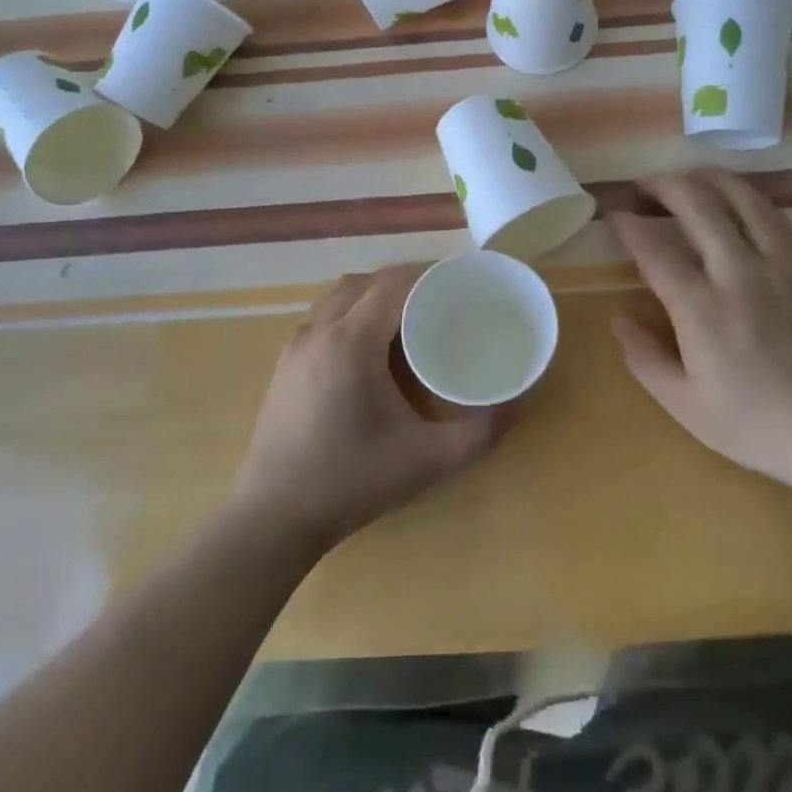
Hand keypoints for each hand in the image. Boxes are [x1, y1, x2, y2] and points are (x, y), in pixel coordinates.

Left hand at [232, 264, 512, 550]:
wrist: (273, 517)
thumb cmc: (352, 482)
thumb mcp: (428, 461)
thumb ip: (480, 431)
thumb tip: (519, 402)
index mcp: (351, 343)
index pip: (394, 285)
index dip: (429, 274)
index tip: (462, 279)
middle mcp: (319, 329)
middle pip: (368, 281)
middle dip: (407, 279)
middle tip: (444, 294)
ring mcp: (296, 342)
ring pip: (341, 292)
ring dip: (377, 290)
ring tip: (412, 310)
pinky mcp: (286, 359)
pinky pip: (325, 311)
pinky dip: (354, 306)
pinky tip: (373, 338)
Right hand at [610, 167, 791, 487]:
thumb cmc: (755, 424)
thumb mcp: (685, 405)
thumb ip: (645, 359)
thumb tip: (618, 320)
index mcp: (700, 309)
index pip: (655, 249)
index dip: (629, 225)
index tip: (614, 214)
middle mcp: (738, 274)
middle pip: (699, 206)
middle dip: (665, 185)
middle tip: (645, 183)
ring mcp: (778, 268)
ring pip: (743, 201)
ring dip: (711, 179)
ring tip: (690, 174)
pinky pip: (776, 219)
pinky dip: (751, 199)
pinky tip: (741, 199)